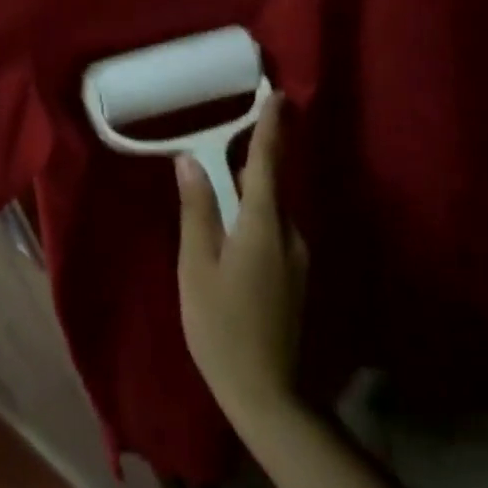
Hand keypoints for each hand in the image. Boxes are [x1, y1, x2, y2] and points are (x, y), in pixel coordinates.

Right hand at [176, 94, 308, 433]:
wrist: (266, 392)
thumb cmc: (220, 325)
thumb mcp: (196, 265)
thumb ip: (197, 210)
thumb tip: (190, 161)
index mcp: (263, 226)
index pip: (267, 163)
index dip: (271, 128)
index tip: (278, 96)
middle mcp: (289, 234)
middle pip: (272, 183)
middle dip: (258, 153)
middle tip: (237, 128)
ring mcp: (297, 256)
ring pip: (273, 208)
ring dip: (254, 186)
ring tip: (226, 174)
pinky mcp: (295, 274)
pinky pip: (275, 227)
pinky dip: (257, 211)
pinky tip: (235, 222)